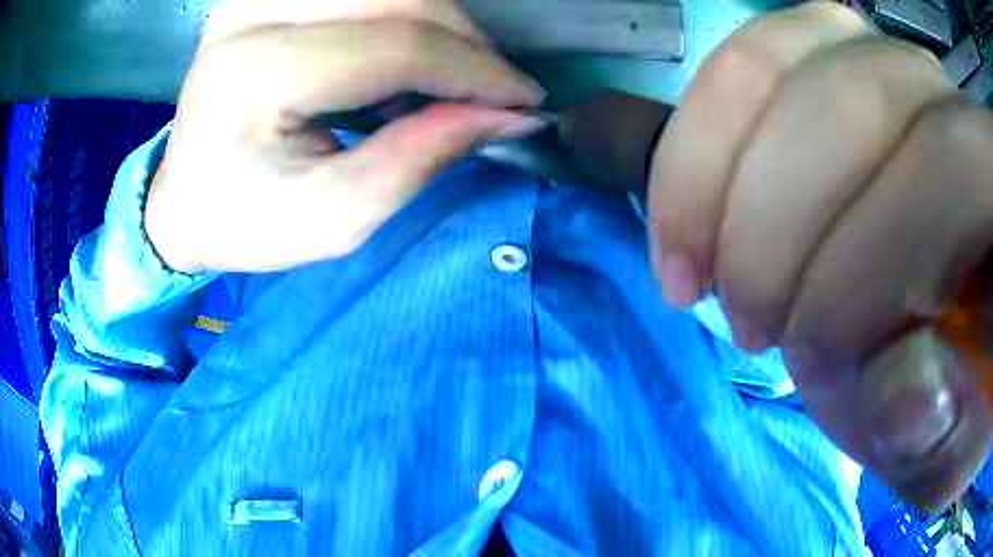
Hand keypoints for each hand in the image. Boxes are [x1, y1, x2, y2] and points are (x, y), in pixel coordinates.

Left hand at [144, 0, 545, 273]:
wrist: (185, 197)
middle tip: (496, 93)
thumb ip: (422, 158)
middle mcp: (252, 13)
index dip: (476, 71)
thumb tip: (510, 113)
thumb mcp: (336, 216)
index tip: (526, 103)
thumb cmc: (248, 221)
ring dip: (442, 25)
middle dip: (467, 44)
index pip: (395, 45)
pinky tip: (407, 53)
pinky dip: (407, 11)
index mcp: (255, 74)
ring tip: (451, 78)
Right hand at [649, 2, 992, 508]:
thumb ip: (939, 434)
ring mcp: (886, 58)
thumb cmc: (959, 391)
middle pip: (851, 96)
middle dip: (773, 221)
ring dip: (712, 165)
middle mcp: (951, 96)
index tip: (800, 358)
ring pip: (779, 54)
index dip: (866, 264)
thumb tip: (905, 398)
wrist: (948, 323)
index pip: (945, 171)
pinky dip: (705, 125)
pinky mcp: (836, 54)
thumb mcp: (951, 445)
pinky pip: (754, 52)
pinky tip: (693, 198)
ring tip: (693, 261)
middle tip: (740, 318)